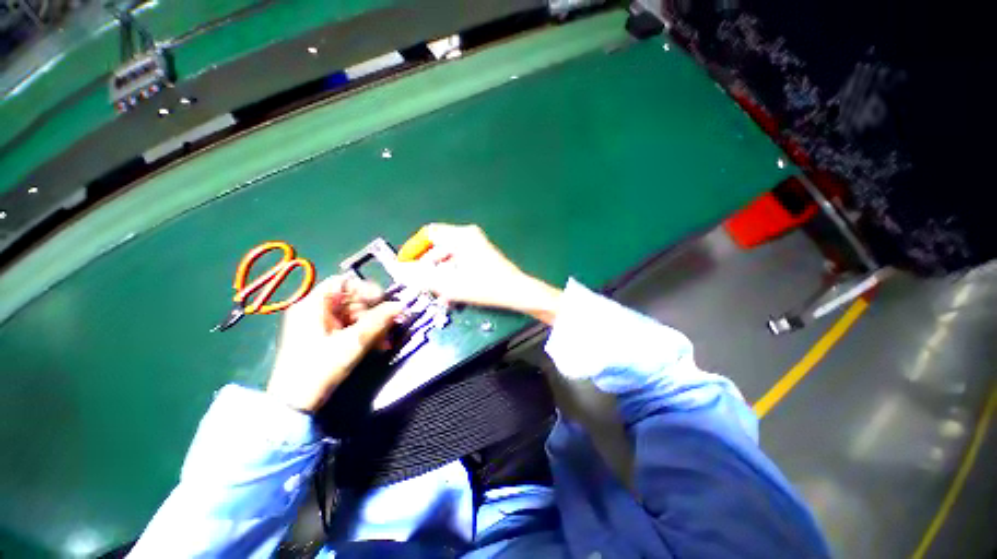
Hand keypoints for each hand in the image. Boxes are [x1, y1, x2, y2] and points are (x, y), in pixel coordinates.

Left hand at [267, 276, 403, 411]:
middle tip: (390, 325)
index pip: (343, 283)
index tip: (384, 302)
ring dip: (374, 325)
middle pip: (352, 300)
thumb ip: (379, 321)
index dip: (366, 289)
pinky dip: (366, 333)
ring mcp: (320, 325)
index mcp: (313, 305)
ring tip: (386, 341)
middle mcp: (315, 310)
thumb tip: (402, 305)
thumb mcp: (353, 342)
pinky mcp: (325, 338)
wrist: (295, 403)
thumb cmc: (320, 367)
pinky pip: (351, 327)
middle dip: (374, 312)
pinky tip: (378, 345)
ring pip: (355, 315)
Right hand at [399, 223, 561, 323]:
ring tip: (434, 294)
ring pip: (448, 257)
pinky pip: (459, 262)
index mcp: (461, 236)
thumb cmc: (486, 286)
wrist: (518, 292)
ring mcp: (476, 246)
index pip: (428, 234)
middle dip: (426, 267)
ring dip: (439, 275)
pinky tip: (449, 295)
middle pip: (438, 247)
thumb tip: (399, 271)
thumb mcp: (451, 284)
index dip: (414, 248)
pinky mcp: (481, 256)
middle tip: (419, 284)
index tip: (404, 266)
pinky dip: (452, 275)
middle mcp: (468, 236)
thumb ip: (422, 277)